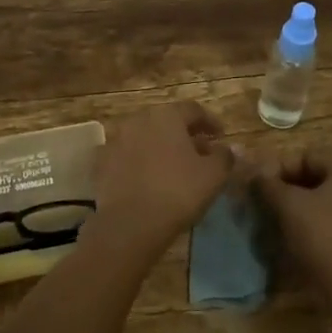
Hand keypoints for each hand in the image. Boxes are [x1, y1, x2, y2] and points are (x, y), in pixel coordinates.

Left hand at [90, 101, 233, 261]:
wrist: (131, 223)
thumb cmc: (178, 192)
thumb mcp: (213, 175)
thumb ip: (224, 157)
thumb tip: (230, 148)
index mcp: (167, 115)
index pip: (193, 110)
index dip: (210, 122)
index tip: (221, 137)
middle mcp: (139, 119)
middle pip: (166, 121)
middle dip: (184, 134)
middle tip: (199, 151)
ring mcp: (116, 139)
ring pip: (144, 137)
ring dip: (160, 146)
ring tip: (173, 166)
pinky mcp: (101, 162)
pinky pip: (126, 156)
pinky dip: (138, 161)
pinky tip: (147, 177)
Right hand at [253, 147, 331, 295]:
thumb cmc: (320, 237)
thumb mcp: (287, 205)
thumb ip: (269, 184)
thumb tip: (257, 174)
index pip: (310, 156)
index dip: (281, 168)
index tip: (263, 187)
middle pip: (324, 178)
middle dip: (295, 187)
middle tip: (272, 204)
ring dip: (309, 207)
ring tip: (286, 223)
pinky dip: (326, 226)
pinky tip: (309, 242)